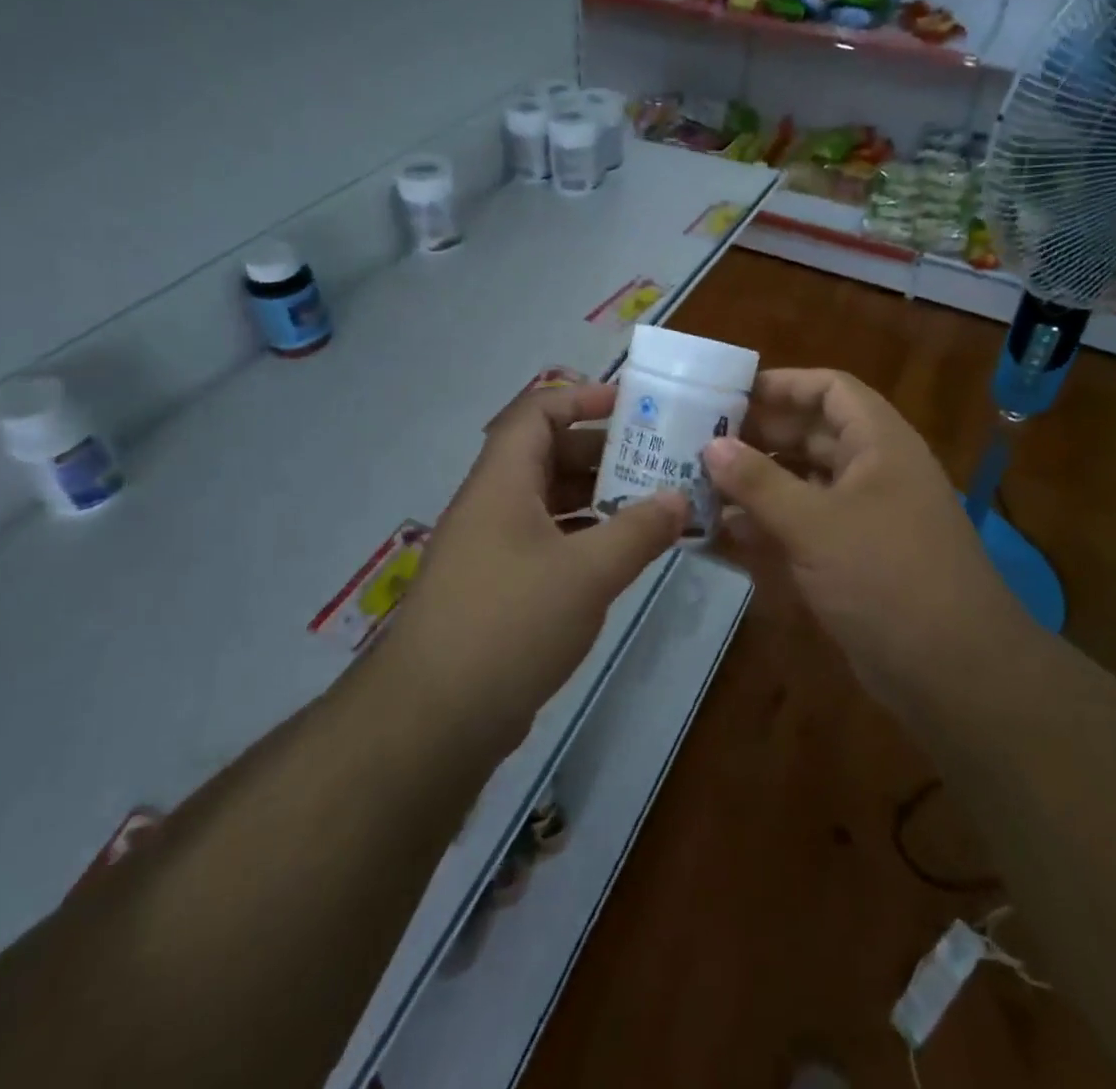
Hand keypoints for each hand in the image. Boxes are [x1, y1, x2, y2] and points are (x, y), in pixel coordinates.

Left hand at [383, 383, 687, 740]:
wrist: (434, 717)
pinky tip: (620, 553)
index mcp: (502, 481)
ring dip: (595, 497)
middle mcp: (492, 504)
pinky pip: (545, 541)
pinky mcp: (496, 587)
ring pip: (548, 501)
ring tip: (650, 502)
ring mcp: (491, 548)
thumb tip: (680, 498)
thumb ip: (639, 530)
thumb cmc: (511, 622)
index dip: (582, 398)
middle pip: (546, 454)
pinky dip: (583, 536)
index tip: (633, 407)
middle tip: (656, 459)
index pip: (537, 412)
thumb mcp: (588, 572)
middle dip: (601, 451)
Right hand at [703, 369, 1017, 700]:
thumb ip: (759, 483)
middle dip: (758, 436)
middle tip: (699, 443)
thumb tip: (711, 446)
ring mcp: (864, 516)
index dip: (782, 385)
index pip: (829, 389)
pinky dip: (769, 523)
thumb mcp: (815, 525)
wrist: (954, 672)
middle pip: (811, 434)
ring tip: (700, 485)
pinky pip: (805, 524)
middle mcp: (873, 470)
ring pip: (804, 482)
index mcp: (879, 443)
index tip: (728, 395)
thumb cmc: (887, 577)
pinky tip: (725, 531)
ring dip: (758, 483)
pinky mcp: (853, 556)